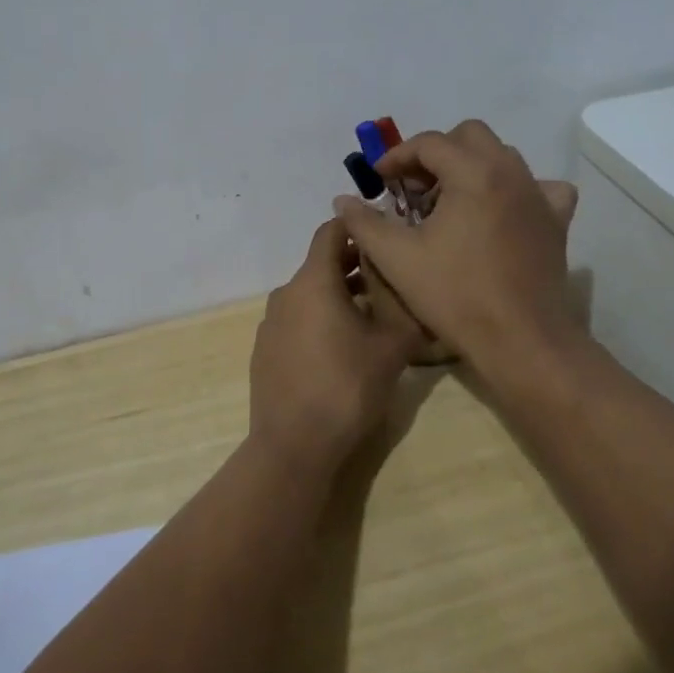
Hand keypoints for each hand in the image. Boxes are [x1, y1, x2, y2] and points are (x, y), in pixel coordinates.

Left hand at [249, 217, 423, 478]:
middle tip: (389, 276)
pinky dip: (319, 320)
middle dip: (355, 265)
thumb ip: (402, 303)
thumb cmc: (348, 386)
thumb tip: (408, 281)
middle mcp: (286, 293)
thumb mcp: (393, 345)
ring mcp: (270, 323)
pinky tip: (341, 347)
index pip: (331, 231)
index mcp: (313, 281)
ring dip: (339, 295)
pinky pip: (297, 320)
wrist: (294, 444)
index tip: (385, 233)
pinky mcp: (264, 350)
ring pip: (309, 295)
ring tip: (373, 314)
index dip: (358, 227)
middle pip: (321, 264)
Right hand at [333, 120, 579, 373]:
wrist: (520, 339)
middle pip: (470, 137)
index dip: (397, 157)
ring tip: (449, 204)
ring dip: (470, 168)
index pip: (429, 143)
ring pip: (502, 157)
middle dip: (436, 155)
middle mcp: (510, 172)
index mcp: (473, 173)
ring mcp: (538, 195)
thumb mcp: (397, 259)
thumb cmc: (455, 295)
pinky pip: (539, 187)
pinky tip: (501, 212)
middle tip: (414, 189)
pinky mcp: (556, 221)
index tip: (379, 181)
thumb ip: (365, 223)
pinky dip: (515, 190)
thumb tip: (343, 200)